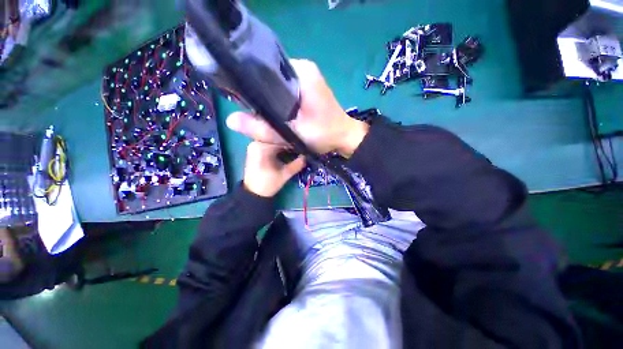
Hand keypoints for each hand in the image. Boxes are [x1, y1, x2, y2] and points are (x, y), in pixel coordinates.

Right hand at [226, 59, 369, 157]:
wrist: (344, 137)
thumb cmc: (324, 135)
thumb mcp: (293, 134)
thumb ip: (264, 129)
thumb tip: (230, 120)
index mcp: (301, 71)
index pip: (265, 71)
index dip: (252, 89)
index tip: (245, 105)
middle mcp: (303, 68)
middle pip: (270, 79)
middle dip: (262, 97)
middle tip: (257, 116)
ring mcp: (306, 77)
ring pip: (277, 86)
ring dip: (270, 101)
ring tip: (266, 116)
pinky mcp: (308, 87)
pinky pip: (286, 91)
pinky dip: (280, 102)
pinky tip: (277, 114)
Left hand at [243, 142, 305, 197]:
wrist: (254, 193)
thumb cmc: (268, 183)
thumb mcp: (285, 174)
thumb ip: (296, 164)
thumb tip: (306, 156)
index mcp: (262, 147)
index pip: (281, 140)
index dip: (292, 144)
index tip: (302, 148)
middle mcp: (256, 143)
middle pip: (277, 140)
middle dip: (288, 145)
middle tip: (299, 150)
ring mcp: (254, 146)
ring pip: (273, 142)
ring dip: (283, 147)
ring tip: (294, 152)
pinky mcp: (255, 150)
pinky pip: (269, 146)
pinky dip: (277, 149)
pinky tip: (285, 154)